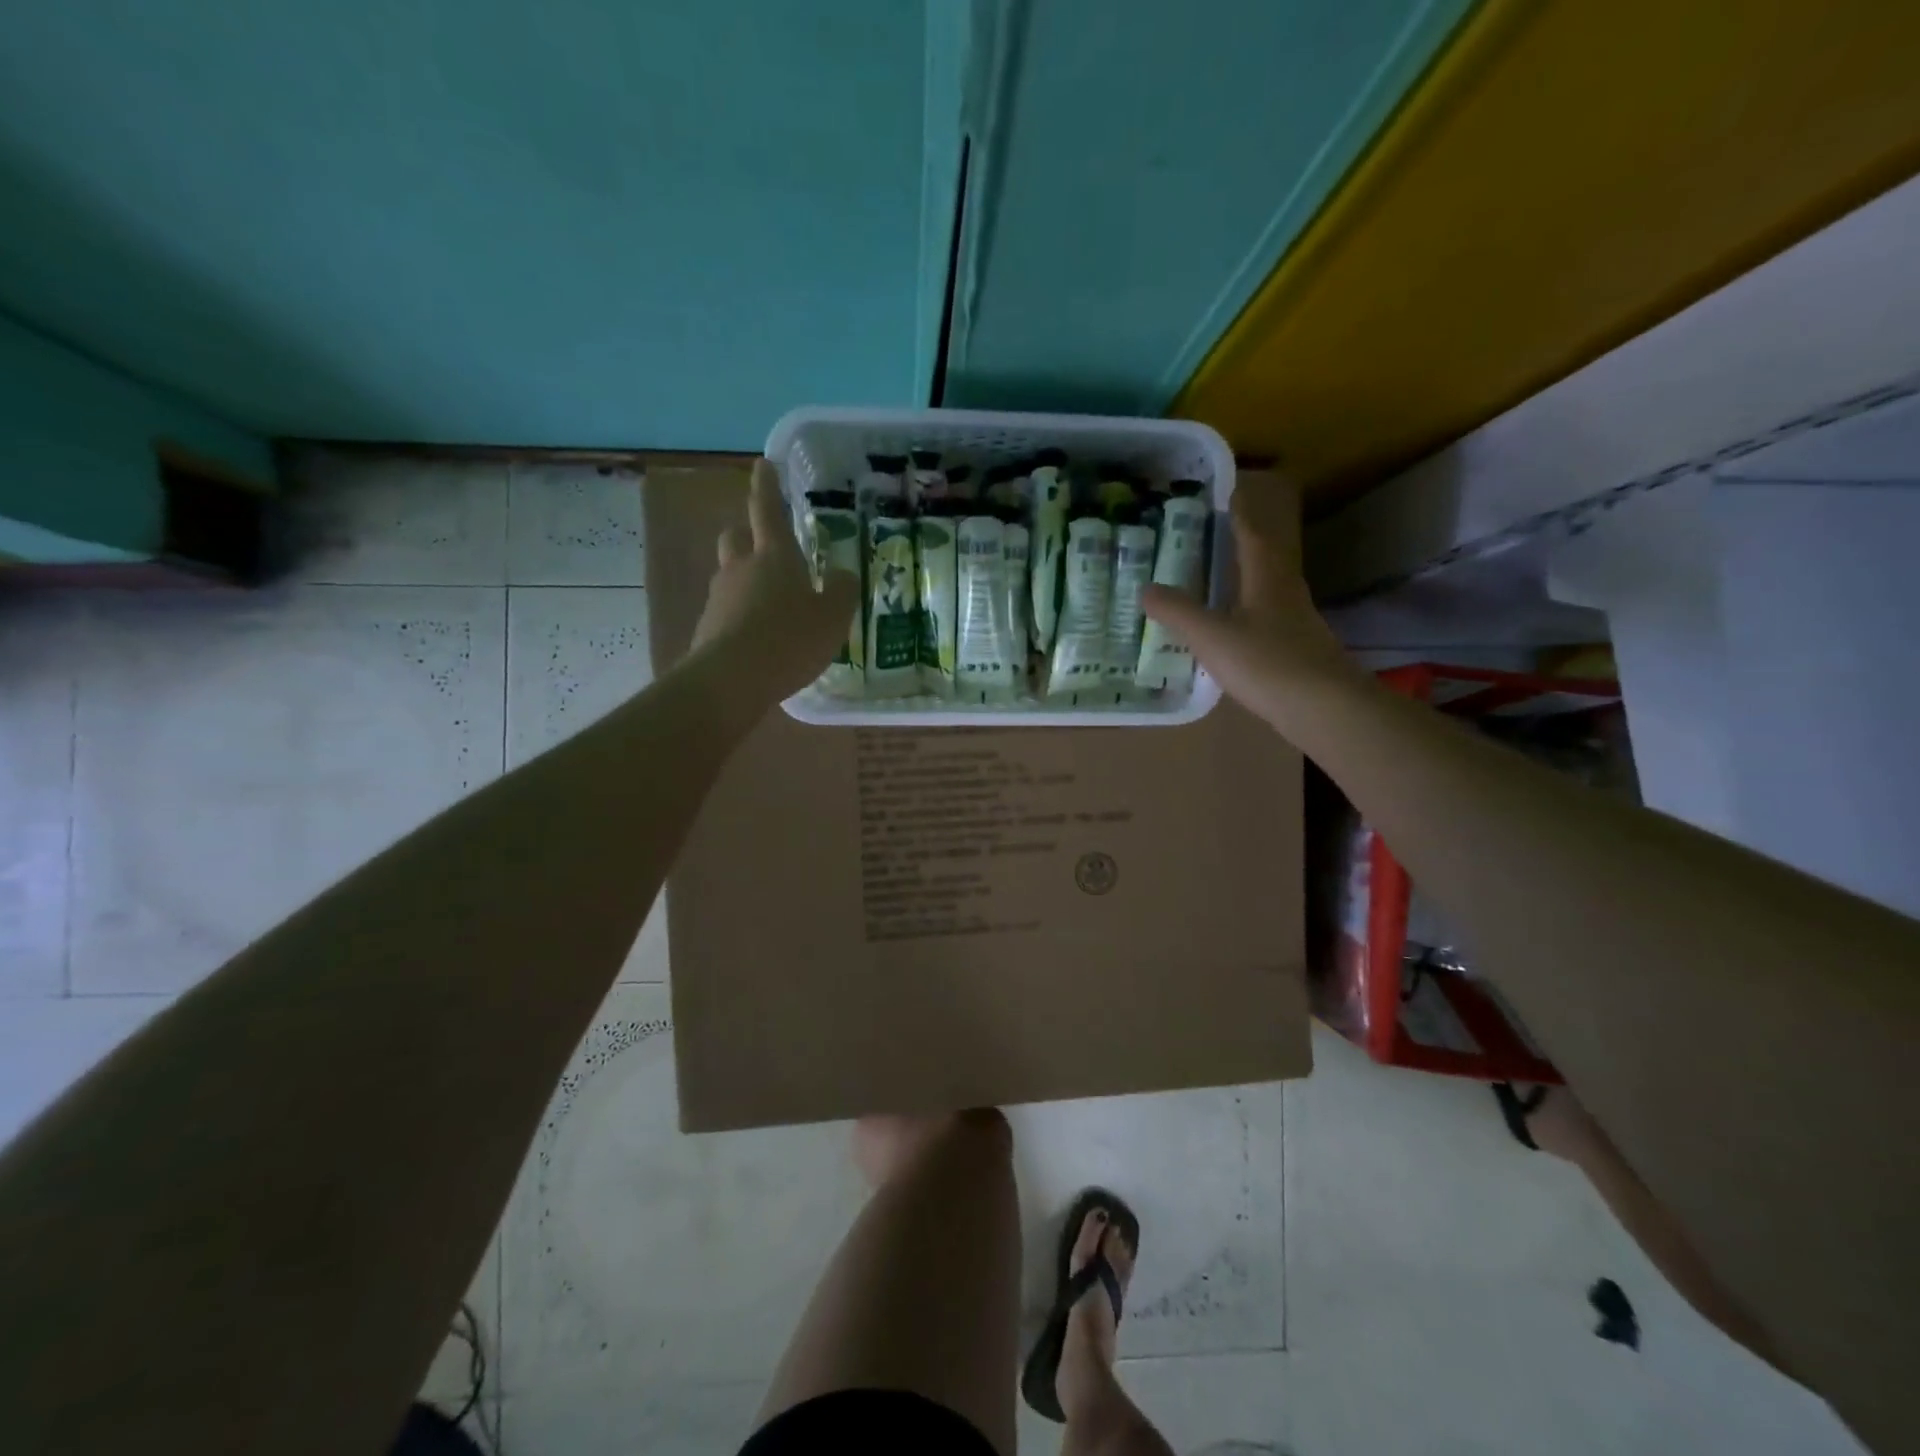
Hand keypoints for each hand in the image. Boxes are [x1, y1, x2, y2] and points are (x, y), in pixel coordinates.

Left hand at [689, 457, 860, 702]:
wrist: (731, 680)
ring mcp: (719, 598)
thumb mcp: (832, 617)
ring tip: (768, 604)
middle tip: (763, 545)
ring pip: (729, 575)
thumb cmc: (789, 639)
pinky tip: (756, 638)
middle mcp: (741, 569)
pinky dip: (739, 616)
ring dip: (744, 579)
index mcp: (774, 556)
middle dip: (746, 535)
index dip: (767, 486)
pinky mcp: (707, 628)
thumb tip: (842, 574)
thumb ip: (841, 591)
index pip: (767, 509)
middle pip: (735, 538)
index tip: (762, 464)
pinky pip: (725, 611)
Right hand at [1140, 474, 1351, 723]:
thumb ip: (1178, 612)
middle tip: (1218, 534)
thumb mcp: (1212, 636)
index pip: (1252, 536)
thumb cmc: (1267, 662)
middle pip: (1266, 559)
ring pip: (1268, 590)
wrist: (1323, 708)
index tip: (1229, 493)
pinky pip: (1268, 620)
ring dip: (1247, 579)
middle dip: (1243, 544)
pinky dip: (1248, 614)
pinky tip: (1235, 629)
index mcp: (1267, 579)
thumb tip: (1146, 587)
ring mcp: (1296, 623)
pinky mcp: (1298, 651)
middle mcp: (1286, 593)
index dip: (1240, 514)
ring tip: (1220, 578)